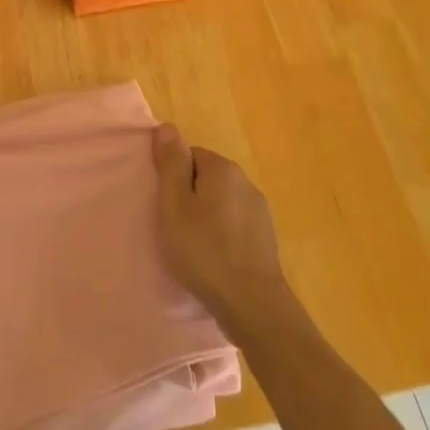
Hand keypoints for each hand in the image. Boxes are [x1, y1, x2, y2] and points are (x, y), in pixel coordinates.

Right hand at [151, 124, 294, 342]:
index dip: (172, 178)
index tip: (164, 205)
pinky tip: (213, 257)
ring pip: (221, 202)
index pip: (190, 155)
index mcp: (223, 168)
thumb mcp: (174, 204)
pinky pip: (234, 224)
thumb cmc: (204, 250)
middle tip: (174, 226)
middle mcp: (245, 181)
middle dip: (189, 196)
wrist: (252, 303)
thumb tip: (167, 126)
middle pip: (206, 177)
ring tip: (192, 245)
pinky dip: (222, 234)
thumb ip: (171, 163)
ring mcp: (259, 210)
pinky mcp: (265, 237)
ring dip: (206, 216)